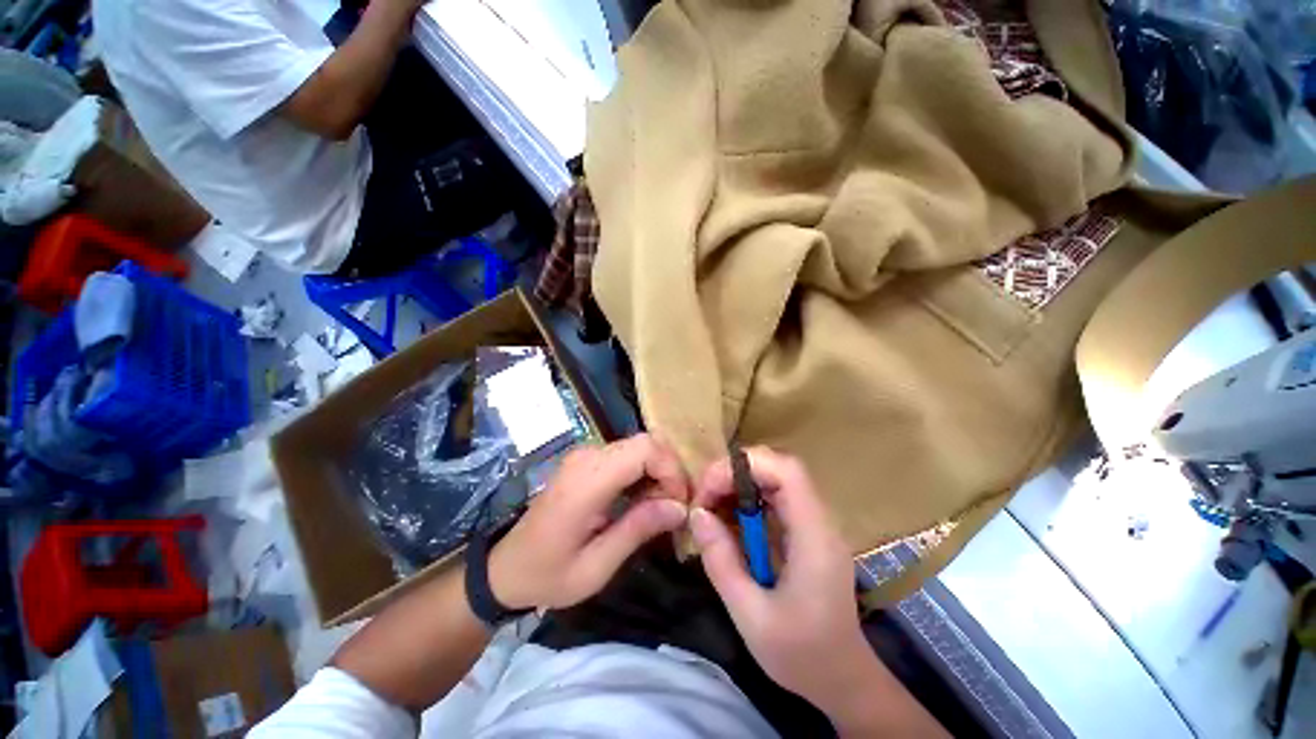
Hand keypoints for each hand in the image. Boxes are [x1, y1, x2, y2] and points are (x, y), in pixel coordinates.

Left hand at [488, 434, 689, 610]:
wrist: (506, 567)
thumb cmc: (548, 574)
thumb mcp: (596, 566)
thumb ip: (638, 530)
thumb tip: (680, 508)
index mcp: (587, 481)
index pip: (644, 449)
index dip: (671, 470)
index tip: (679, 505)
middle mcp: (588, 456)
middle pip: (646, 442)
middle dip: (669, 472)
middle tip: (674, 509)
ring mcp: (586, 454)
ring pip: (640, 446)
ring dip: (658, 473)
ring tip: (660, 509)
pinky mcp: (588, 460)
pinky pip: (628, 454)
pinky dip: (645, 472)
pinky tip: (643, 500)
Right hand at [690, 448, 874, 719]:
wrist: (843, 680)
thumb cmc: (802, 656)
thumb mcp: (751, 616)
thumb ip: (721, 561)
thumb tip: (696, 514)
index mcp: (815, 537)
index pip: (787, 471)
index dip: (745, 465)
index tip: (709, 487)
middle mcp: (819, 520)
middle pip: (779, 467)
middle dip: (735, 472)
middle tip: (704, 497)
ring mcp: (814, 524)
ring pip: (775, 479)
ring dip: (738, 484)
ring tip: (710, 507)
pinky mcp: (806, 532)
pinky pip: (774, 499)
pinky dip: (745, 500)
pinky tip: (728, 521)